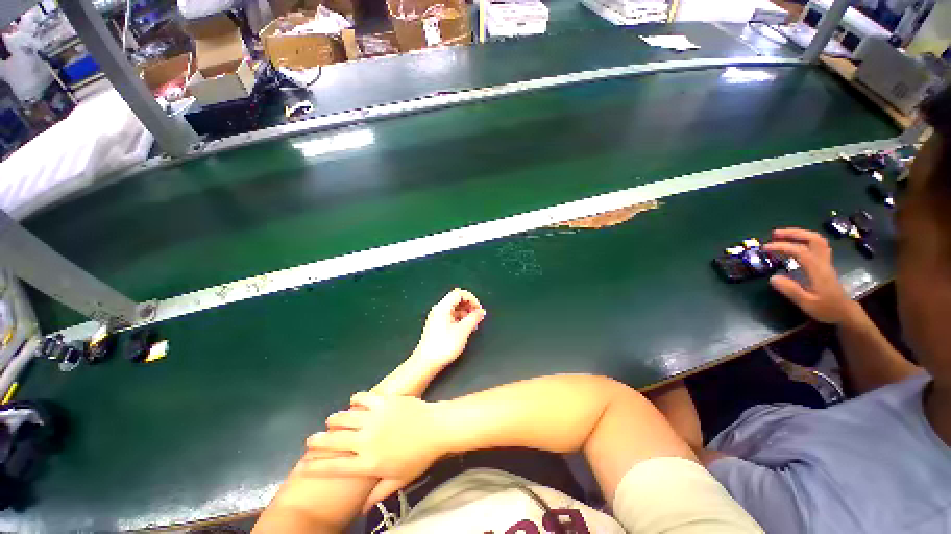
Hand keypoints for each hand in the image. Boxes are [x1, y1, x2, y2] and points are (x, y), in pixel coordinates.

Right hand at [303, 392, 446, 510]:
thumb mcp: (399, 480)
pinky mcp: (384, 400)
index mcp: (368, 462)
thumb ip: (378, 493)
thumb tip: (362, 509)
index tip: (303, 466)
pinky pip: (364, 397)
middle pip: (334, 440)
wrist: (436, 427)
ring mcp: (375, 417)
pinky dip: (356, 399)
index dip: (316, 466)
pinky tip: (354, 401)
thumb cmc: (419, 456)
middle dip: (318, 441)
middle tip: (311, 440)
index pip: (334, 467)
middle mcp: (366, 439)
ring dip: (334, 419)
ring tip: (331, 421)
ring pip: (345, 417)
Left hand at [412, 288, 486, 368]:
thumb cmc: (444, 346)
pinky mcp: (438, 325)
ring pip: (455, 309)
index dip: (471, 299)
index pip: (459, 293)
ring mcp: (437, 317)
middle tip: (477, 317)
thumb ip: (474, 319)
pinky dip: (460, 319)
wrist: (426, 363)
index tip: (479, 309)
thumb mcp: (463, 331)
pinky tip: (466, 329)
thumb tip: (481, 311)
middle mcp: (439, 309)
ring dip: (466, 313)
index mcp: (443, 307)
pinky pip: (451, 316)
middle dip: (469, 306)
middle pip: (456, 300)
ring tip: (473, 325)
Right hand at [764, 228, 860, 324]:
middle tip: (774, 234)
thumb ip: (791, 290)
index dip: (782, 246)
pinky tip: (794, 244)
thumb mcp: (807, 303)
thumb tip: (772, 278)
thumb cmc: (826, 309)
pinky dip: (804, 240)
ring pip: (817, 240)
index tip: (765, 248)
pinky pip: (817, 246)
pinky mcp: (824, 264)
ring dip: (800, 234)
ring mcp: (825, 262)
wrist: (845, 312)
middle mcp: (823, 262)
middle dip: (794, 233)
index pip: (800, 251)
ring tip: (782, 236)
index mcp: (818, 270)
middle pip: (813, 239)